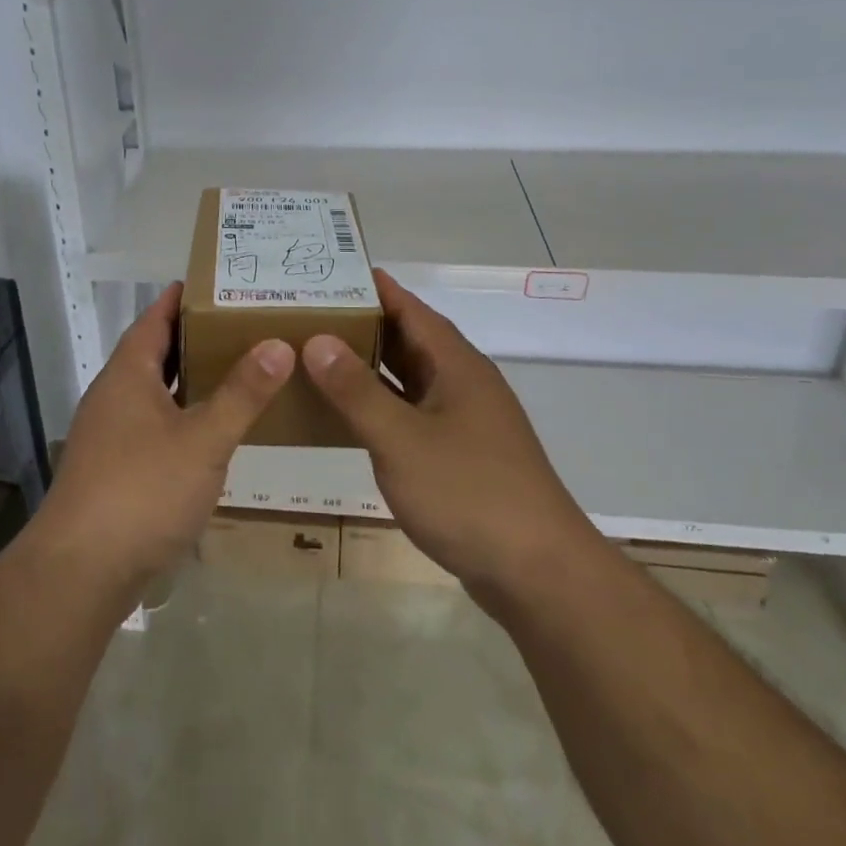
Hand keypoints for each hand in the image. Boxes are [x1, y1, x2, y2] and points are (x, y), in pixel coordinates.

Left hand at [36, 283, 293, 596]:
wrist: (80, 571)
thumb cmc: (142, 491)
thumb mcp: (204, 439)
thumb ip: (243, 393)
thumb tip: (279, 343)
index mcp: (128, 375)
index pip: (155, 318)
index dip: (183, 298)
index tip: (220, 281)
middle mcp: (114, 396)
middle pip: (155, 352)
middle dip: (195, 336)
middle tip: (244, 323)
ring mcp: (110, 434)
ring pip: (154, 391)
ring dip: (189, 378)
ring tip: (237, 368)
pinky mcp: (114, 468)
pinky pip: (154, 423)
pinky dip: (182, 414)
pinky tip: (211, 429)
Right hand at [301, 270, 588, 599]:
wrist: (538, 572)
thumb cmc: (469, 494)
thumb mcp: (401, 440)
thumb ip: (357, 390)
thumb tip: (317, 340)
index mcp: (457, 365)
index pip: (410, 309)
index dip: (372, 288)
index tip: (328, 272)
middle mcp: (463, 384)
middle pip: (409, 340)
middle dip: (362, 324)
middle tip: (308, 313)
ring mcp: (464, 421)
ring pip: (409, 379)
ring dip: (369, 367)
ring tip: (316, 355)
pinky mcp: (460, 455)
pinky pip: (411, 413)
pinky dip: (380, 406)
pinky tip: (348, 415)